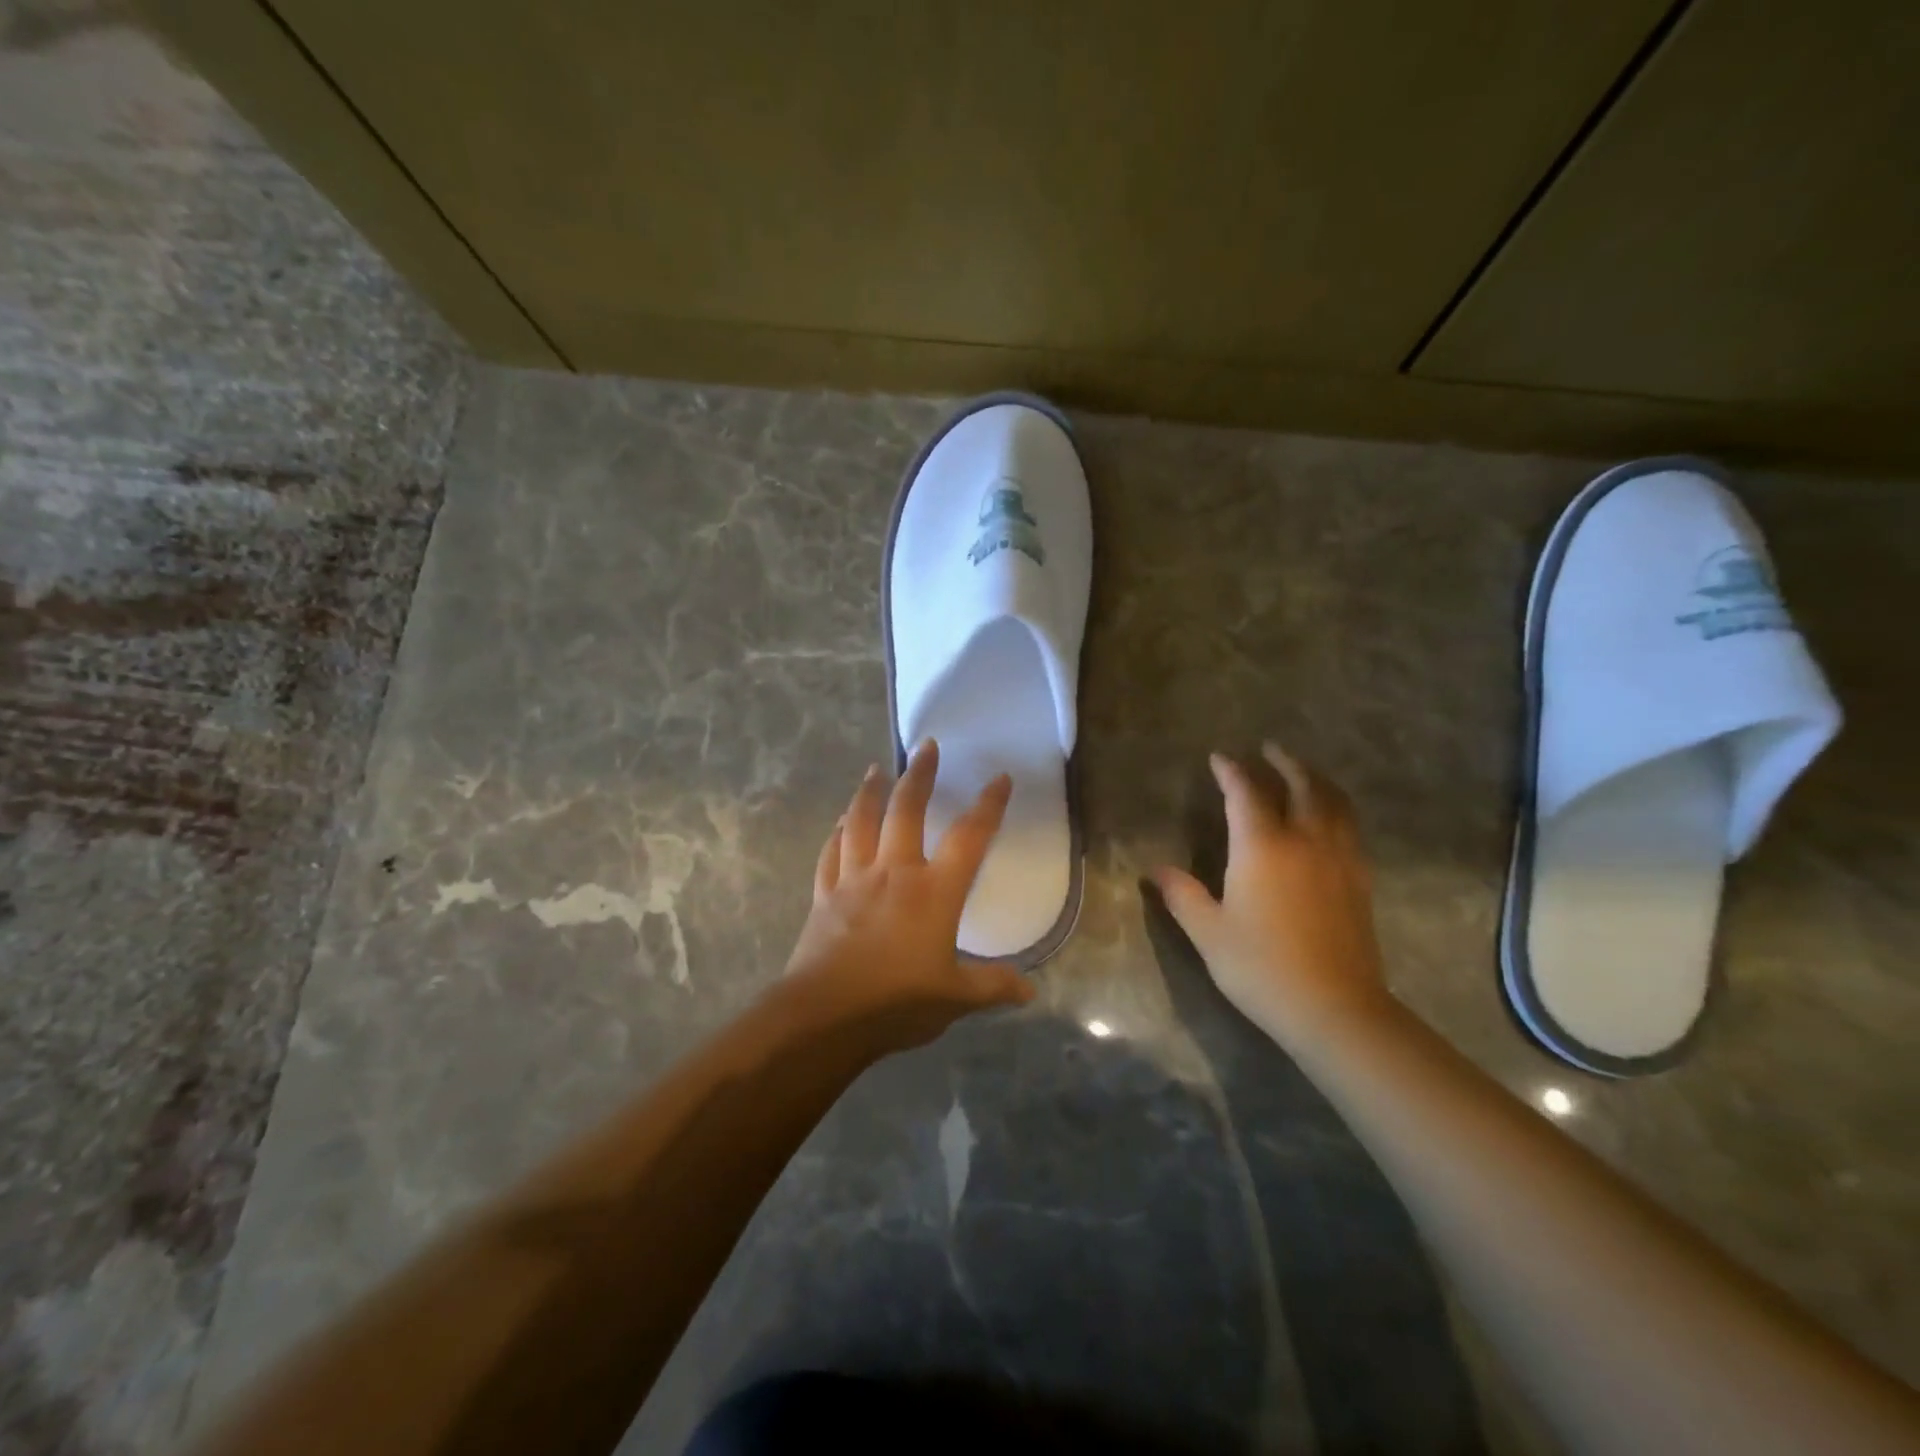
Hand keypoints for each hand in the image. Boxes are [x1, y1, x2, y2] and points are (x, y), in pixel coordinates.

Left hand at [783, 739, 1035, 1050]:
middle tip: (925, 746)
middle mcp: (894, 873)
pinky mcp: (825, 895)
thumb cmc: (897, 1003)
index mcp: (934, 892)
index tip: (1000, 778)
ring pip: (861, 821)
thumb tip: (1029, 990)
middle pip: (906, 810)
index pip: (969, 838)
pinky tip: (839, 822)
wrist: (826, 1016)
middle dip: (919, 775)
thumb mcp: (955, 998)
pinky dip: (837, 833)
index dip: (988, 806)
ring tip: (875, 769)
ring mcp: (854, 880)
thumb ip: (992, 987)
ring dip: (870, 791)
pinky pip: (831, 853)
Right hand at [1153, 744, 1389, 1048]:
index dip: (1231, 771)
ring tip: (1304, 773)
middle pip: (1302, 785)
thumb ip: (1182, 894)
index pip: (1246, 793)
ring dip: (1317, 779)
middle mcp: (1305, 840)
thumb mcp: (1208, 932)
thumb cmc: (1261, 967)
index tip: (1219, 758)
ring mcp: (1339, 858)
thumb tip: (1156, 870)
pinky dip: (1337, 808)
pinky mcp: (1360, 880)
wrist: (1334, 1008)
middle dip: (1285, 762)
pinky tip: (1330, 819)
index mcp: (1262, 846)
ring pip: (1334, 802)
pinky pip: (1350, 827)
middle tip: (1270, 749)